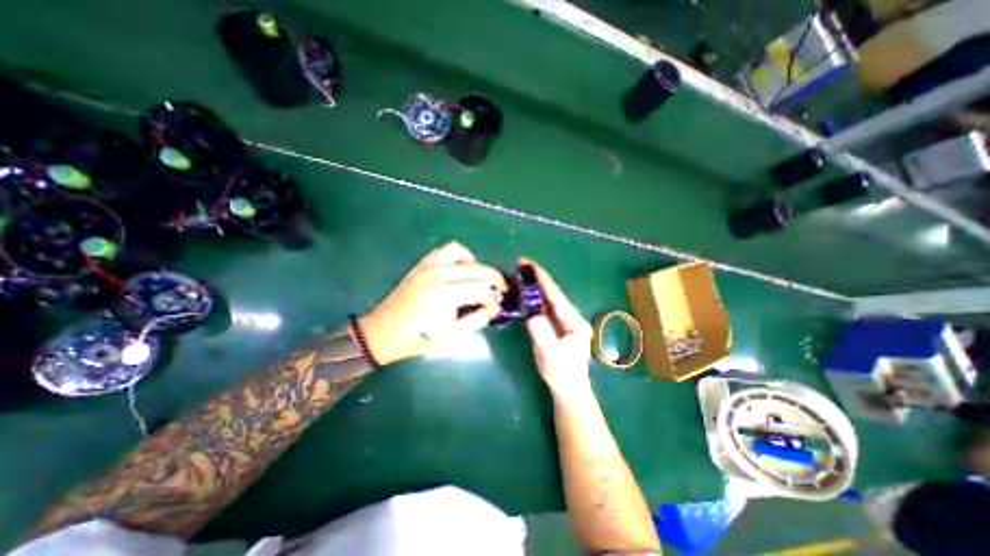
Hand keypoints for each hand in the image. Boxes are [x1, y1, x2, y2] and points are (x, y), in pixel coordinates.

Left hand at [360, 242, 505, 364]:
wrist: (382, 332)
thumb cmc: (416, 339)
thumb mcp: (448, 337)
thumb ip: (474, 321)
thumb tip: (493, 309)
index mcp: (443, 295)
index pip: (480, 289)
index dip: (493, 299)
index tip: (497, 307)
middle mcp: (437, 275)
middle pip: (476, 269)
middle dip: (494, 278)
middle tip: (501, 289)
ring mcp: (427, 267)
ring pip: (460, 252)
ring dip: (475, 263)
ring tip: (480, 277)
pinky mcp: (421, 265)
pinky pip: (444, 251)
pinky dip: (458, 256)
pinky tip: (461, 269)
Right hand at [520, 262, 589, 398]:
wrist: (568, 387)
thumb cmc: (562, 373)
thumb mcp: (552, 356)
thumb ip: (543, 335)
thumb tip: (532, 315)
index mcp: (574, 321)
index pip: (557, 297)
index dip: (544, 281)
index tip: (532, 266)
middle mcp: (570, 317)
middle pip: (553, 294)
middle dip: (539, 278)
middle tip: (522, 264)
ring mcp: (562, 320)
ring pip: (547, 299)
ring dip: (535, 286)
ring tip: (522, 273)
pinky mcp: (554, 325)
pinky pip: (543, 308)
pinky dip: (533, 298)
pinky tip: (525, 291)